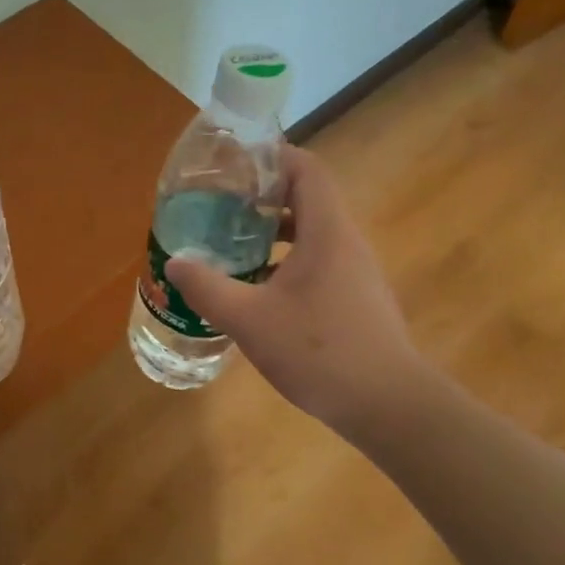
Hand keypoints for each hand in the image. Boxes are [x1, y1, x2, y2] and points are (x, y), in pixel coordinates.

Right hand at [165, 145, 429, 426]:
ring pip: (312, 233)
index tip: (234, 165)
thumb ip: (208, 288)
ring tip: (231, 244)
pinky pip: (318, 262)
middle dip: (262, 196)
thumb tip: (175, 264)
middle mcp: (345, 242)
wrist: (389, 407)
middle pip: (306, 198)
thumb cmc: (319, 351)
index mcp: (326, 232)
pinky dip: (286, 261)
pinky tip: (257, 289)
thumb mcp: (249, 319)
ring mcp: (355, 272)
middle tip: (221, 205)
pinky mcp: (356, 298)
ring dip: (273, 232)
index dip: (272, 157)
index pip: (306, 169)